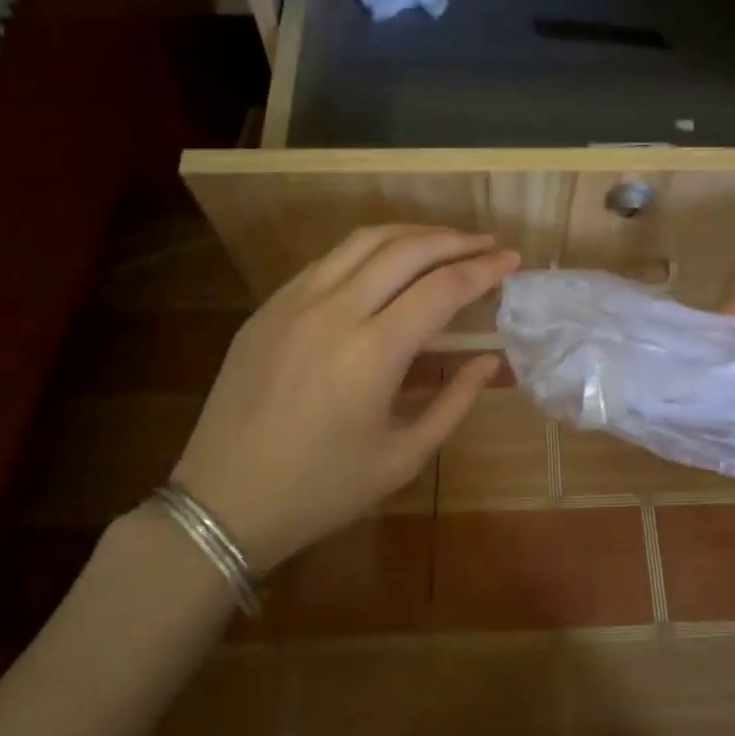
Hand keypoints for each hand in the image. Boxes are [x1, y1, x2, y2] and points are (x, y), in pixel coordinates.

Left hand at [172, 225, 517, 570]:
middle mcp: (334, 310)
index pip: (443, 288)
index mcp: (372, 351)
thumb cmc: (321, 490)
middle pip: (407, 249)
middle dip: (456, 240)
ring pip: (364, 240)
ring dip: (413, 233)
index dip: (484, 270)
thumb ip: (454, 402)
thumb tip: (489, 360)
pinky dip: (370, 249)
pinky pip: (329, 260)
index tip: (513, 261)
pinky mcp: (269, 306)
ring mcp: (295, 301)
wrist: (221, 502)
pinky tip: (387, 263)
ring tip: (445, 241)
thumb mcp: (402, 458)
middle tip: (488, 244)